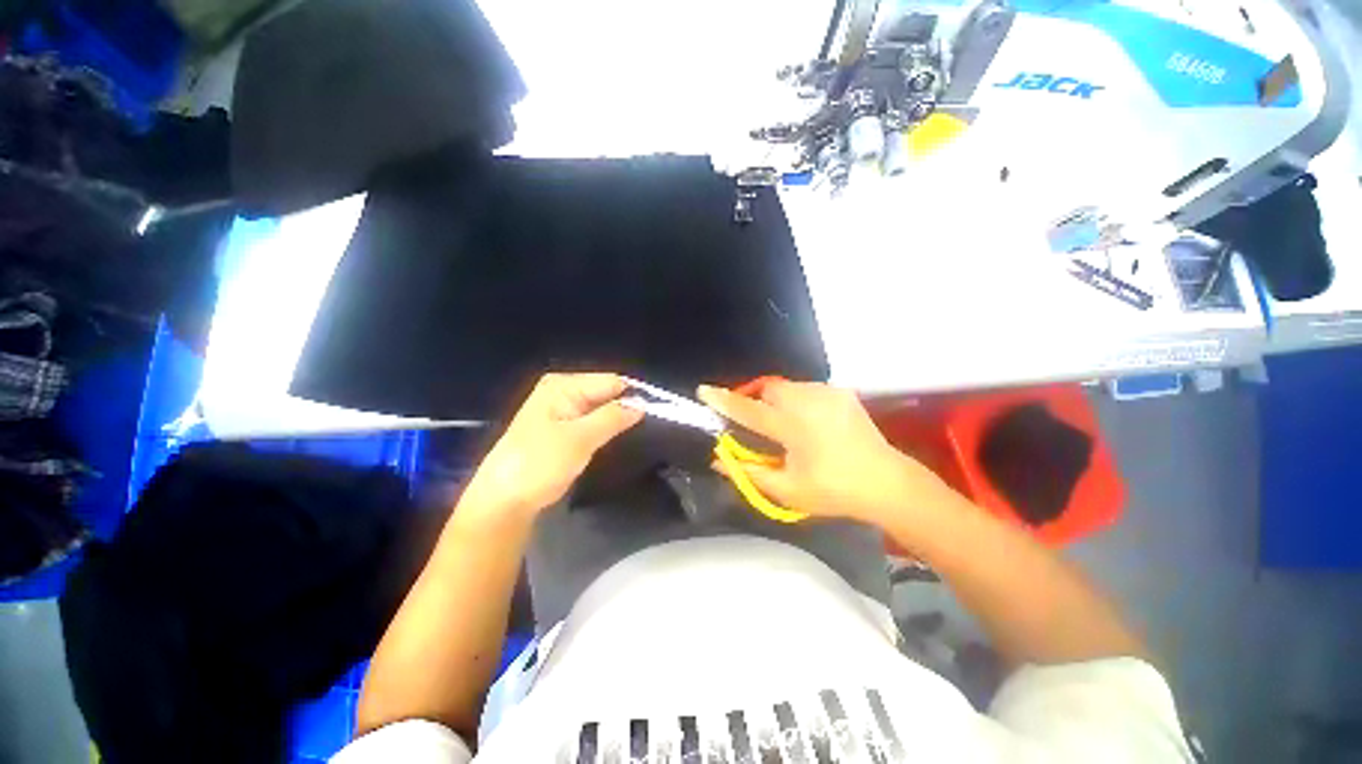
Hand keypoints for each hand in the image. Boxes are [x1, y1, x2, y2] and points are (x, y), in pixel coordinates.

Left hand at [460, 373, 642, 522]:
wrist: (503, 499)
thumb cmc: (540, 463)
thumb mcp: (580, 438)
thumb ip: (613, 417)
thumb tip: (642, 405)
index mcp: (563, 385)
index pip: (610, 381)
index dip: (632, 395)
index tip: (654, 414)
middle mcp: (562, 391)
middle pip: (605, 393)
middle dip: (624, 408)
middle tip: (644, 428)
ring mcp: (560, 409)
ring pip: (600, 409)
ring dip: (615, 420)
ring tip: (632, 435)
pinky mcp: (561, 428)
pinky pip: (591, 421)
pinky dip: (603, 429)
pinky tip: (612, 440)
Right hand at [697, 380, 944, 524]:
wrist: (887, 482)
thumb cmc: (834, 491)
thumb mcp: (787, 490)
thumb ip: (749, 472)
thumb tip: (719, 459)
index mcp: (793, 427)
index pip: (748, 410)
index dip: (723, 400)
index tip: (703, 390)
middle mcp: (808, 401)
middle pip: (768, 390)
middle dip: (757, 402)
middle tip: (759, 424)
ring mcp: (827, 393)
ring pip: (787, 387)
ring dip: (777, 401)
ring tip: (785, 425)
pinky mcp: (841, 392)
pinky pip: (806, 389)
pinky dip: (797, 401)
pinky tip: (808, 422)